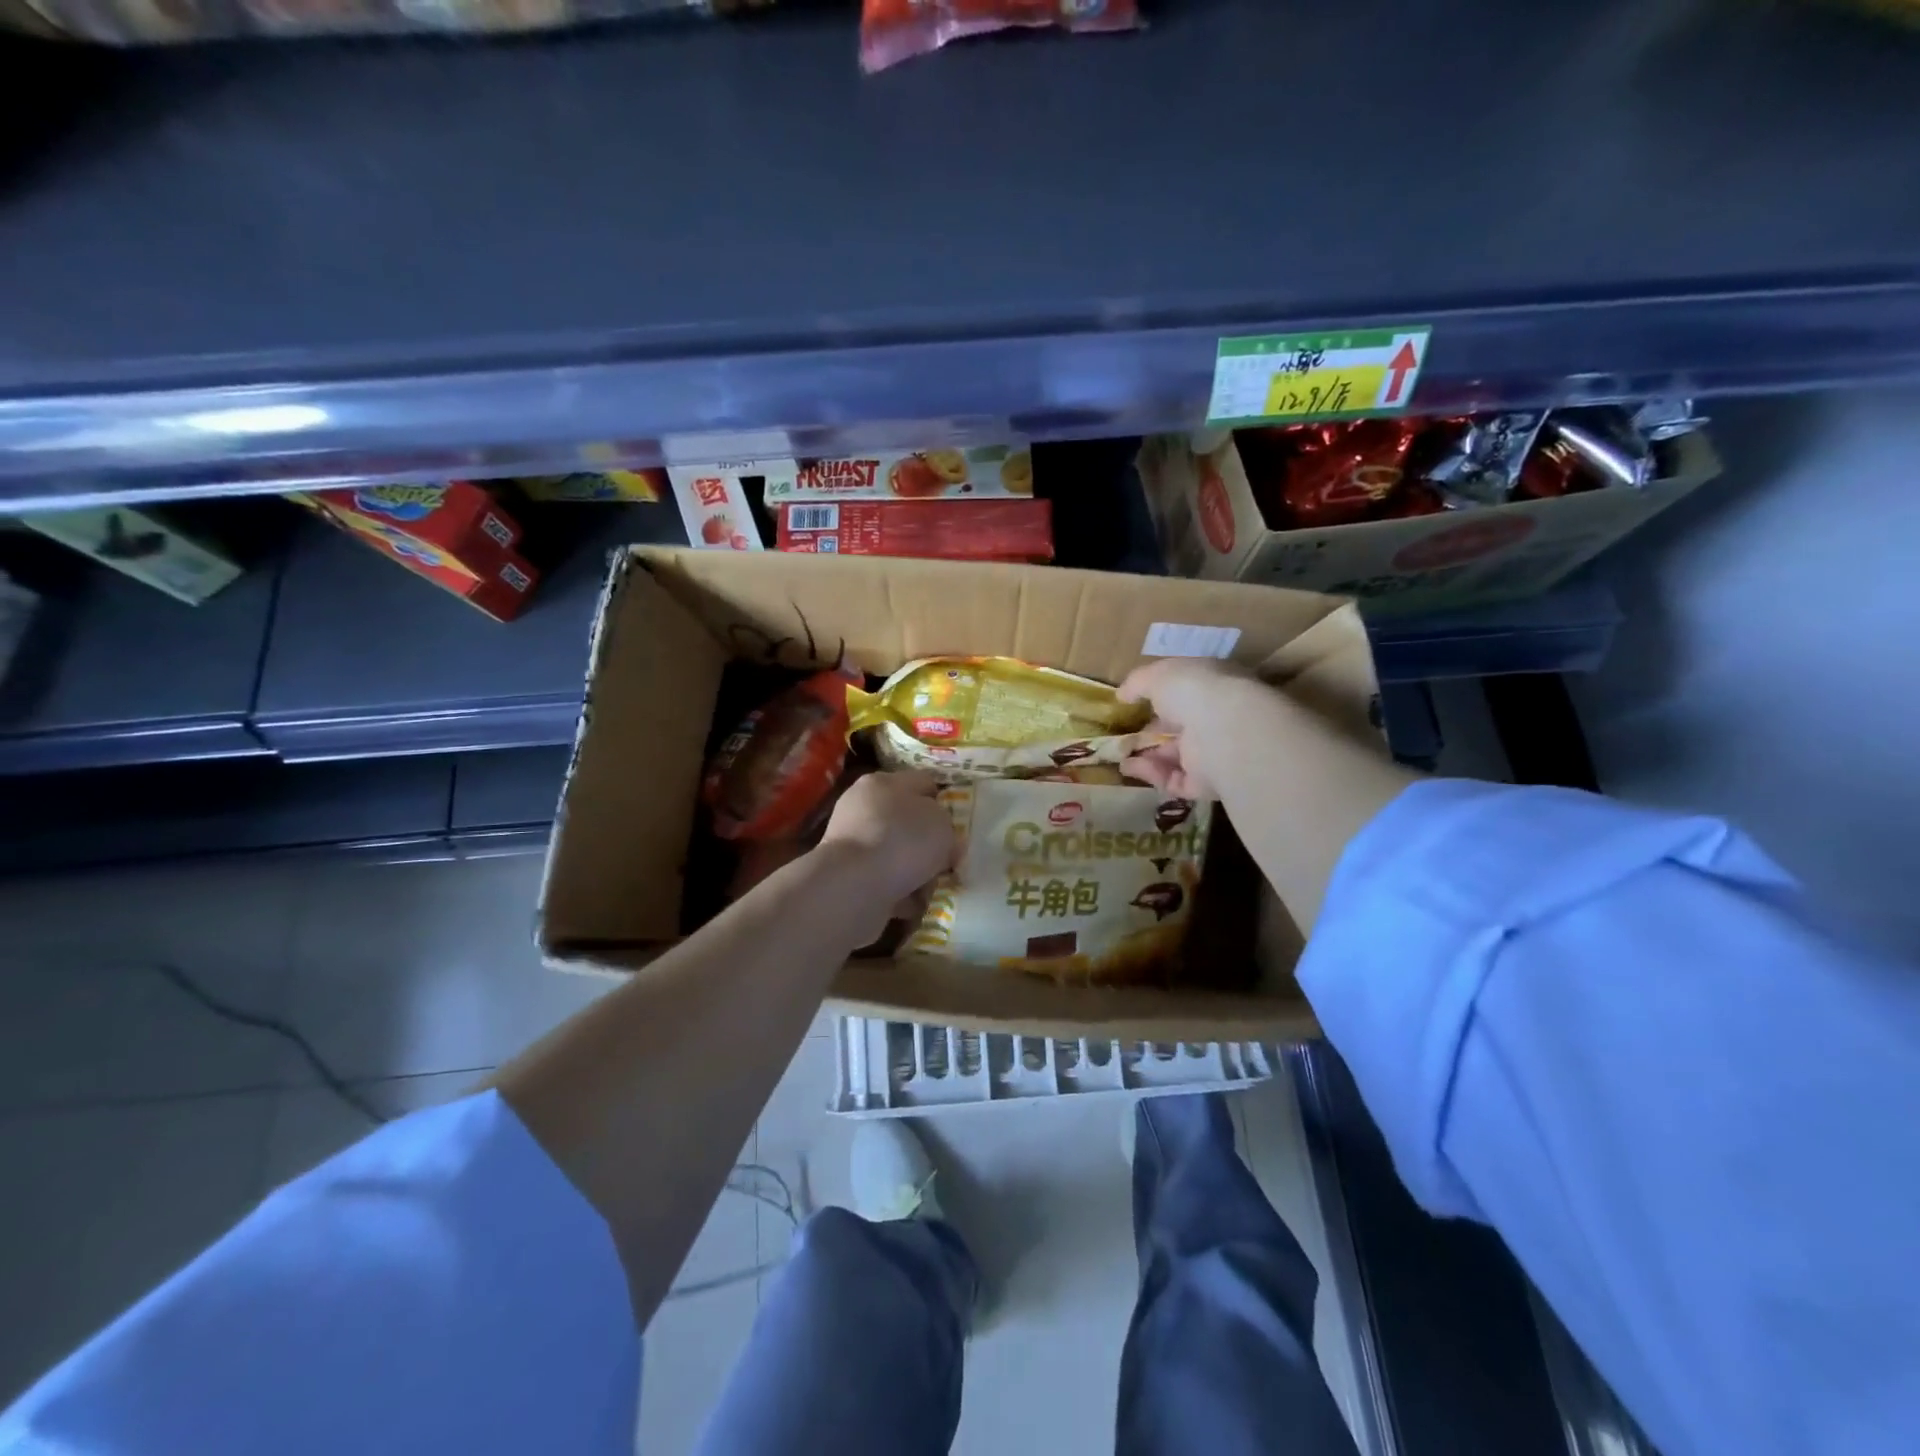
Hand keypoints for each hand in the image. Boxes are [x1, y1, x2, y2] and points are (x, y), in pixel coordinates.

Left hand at [816, 770, 956, 907]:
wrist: (855, 885)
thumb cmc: (904, 841)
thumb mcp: (942, 823)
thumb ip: (946, 825)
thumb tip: (940, 838)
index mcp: (884, 782)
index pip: (922, 782)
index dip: (944, 801)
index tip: (958, 824)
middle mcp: (863, 806)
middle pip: (907, 820)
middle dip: (928, 841)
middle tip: (948, 859)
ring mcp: (852, 841)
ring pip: (896, 853)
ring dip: (915, 869)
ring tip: (933, 886)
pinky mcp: (847, 874)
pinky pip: (884, 880)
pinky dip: (900, 891)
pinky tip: (914, 902)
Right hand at [1118, 658, 1270, 799]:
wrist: (1223, 731)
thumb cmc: (1193, 691)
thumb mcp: (1157, 675)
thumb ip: (1137, 682)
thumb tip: (1122, 694)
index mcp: (1213, 687)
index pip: (1187, 693)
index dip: (1161, 698)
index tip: (1135, 704)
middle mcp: (1217, 719)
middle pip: (1180, 728)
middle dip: (1151, 733)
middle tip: (1123, 736)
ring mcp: (1213, 753)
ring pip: (1175, 757)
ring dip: (1146, 756)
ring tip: (1119, 756)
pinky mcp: (1206, 784)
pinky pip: (1174, 780)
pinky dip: (1151, 774)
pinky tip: (1130, 767)